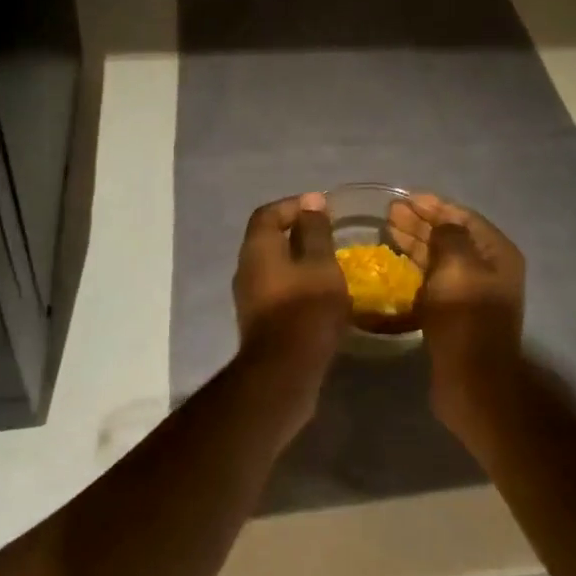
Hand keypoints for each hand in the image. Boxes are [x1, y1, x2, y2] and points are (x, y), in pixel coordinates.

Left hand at [232, 193, 349, 371]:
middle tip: (328, 234)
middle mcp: (246, 268)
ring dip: (298, 261)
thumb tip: (311, 202)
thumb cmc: (306, 309)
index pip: (269, 213)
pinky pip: (277, 289)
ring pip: (273, 266)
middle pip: (269, 239)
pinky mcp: (259, 321)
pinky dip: (297, 284)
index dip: (294, 205)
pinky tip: (320, 294)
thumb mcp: (320, 263)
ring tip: (328, 264)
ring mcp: (249, 297)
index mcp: (257, 247)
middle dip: (297, 233)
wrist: (284, 372)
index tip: (321, 208)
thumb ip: (315, 231)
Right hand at [387, 193, 525, 416]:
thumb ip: (448, 235)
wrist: (472, 382)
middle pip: (451, 236)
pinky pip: (434, 280)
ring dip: (416, 242)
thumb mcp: (457, 266)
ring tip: (388, 230)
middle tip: (391, 213)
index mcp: (497, 254)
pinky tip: (395, 262)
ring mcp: (472, 293)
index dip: (435, 206)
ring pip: (440, 258)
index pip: (464, 218)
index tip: (406, 198)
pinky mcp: (455, 313)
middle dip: (422, 222)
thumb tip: (441, 224)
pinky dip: (416, 268)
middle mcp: (488, 269)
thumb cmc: (466, 317)